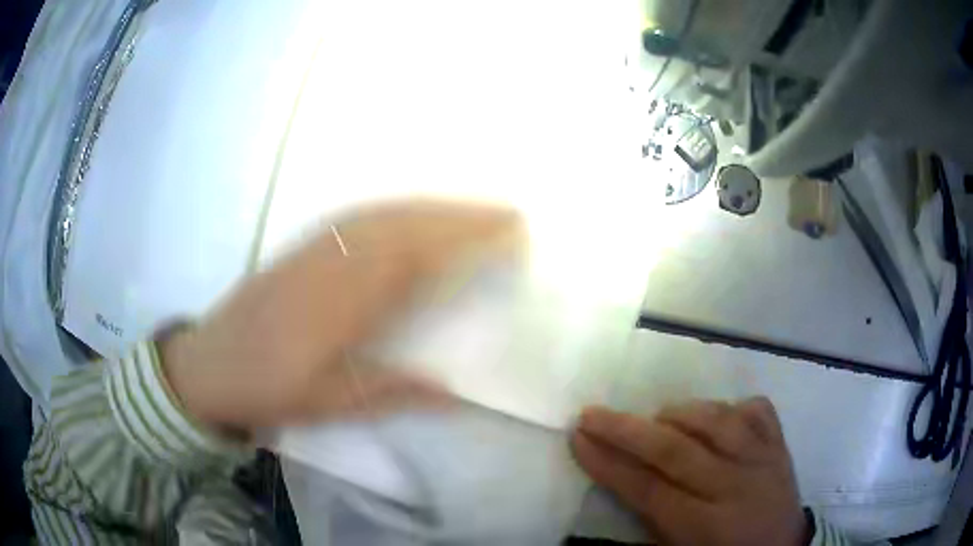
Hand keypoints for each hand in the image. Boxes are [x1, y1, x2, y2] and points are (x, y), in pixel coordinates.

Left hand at [158, 200, 521, 433]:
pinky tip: (411, 215)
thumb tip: (455, 394)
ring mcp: (315, 249)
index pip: (416, 257)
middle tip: (507, 215)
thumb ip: (391, 393)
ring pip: (384, 215)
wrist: (207, 364)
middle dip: (461, 216)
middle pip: (406, 226)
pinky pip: (359, 217)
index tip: (508, 233)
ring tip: (472, 212)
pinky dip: (396, 210)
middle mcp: (333, 263)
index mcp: (342, 304)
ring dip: (432, 208)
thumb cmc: (266, 388)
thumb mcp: (327, 405)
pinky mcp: (302, 247)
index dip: (465, 240)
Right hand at [571, 398, 809, 545]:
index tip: (578, 438)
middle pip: (676, 450)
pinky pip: (757, 410)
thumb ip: (650, 523)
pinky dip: (732, 406)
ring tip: (658, 418)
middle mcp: (734, 486)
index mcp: (705, 526)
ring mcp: (762, 459)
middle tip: (593, 413)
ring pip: (718, 420)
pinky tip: (717, 416)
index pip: (648, 489)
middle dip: (628, 430)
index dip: (609, 464)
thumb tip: (619, 480)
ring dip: (680, 413)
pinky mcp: (780, 444)